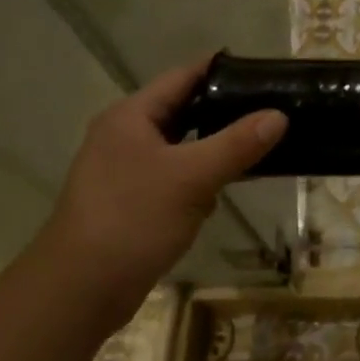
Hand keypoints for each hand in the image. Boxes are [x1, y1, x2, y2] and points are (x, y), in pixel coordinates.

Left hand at [41, 58, 286, 299]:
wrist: (80, 290)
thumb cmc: (133, 219)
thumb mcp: (192, 177)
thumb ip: (237, 144)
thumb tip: (279, 115)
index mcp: (131, 117)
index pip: (182, 77)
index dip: (221, 70)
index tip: (263, 71)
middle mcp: (125, 136)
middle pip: (183, 111)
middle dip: (224, 111)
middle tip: (272, 109)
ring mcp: (126, 171)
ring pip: (182, 147)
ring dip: (214, 148)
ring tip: (260, 145)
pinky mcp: (133, 202)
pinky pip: (176, 177)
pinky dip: (200, 178)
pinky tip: (226, 189)